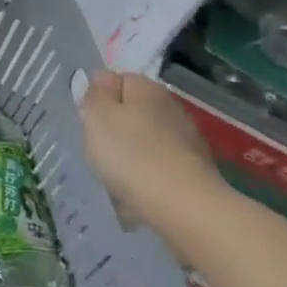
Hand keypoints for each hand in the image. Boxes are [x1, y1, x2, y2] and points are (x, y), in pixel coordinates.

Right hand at [79, 70, 223, 232]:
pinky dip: (149, 175)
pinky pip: (160, 165)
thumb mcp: (96, 116)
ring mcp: (187, 138)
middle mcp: (171, 106)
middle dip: (116, 128)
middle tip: (101, 150)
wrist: (184, 206)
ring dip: (132, 153)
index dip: (99, 99)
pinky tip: (140, 192)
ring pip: (146, 140)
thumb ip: (95, 93)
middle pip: (132, 111)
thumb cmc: (131, 154)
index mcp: (147, 87)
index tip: (91, 122)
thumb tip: (103, 80)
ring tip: (120, 177)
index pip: (116, 80)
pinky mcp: (196, 169)